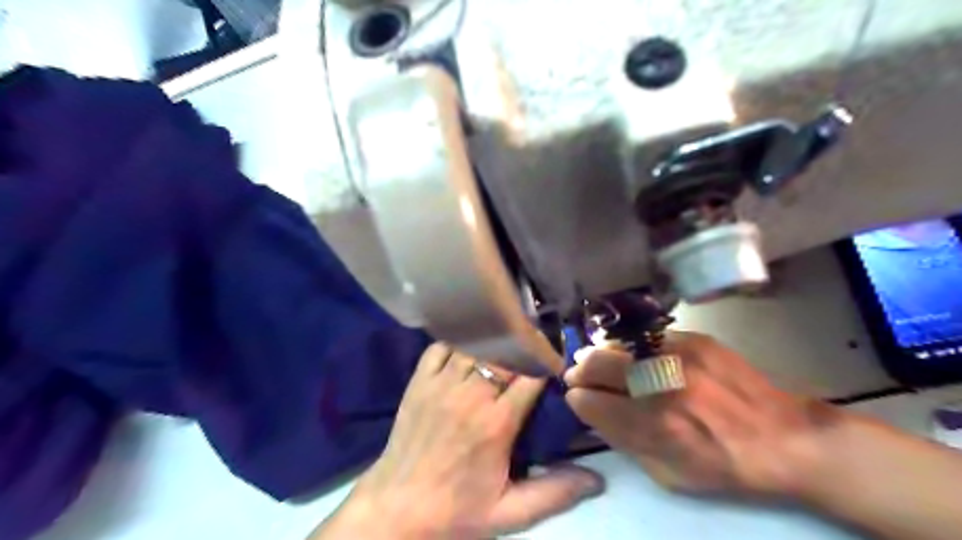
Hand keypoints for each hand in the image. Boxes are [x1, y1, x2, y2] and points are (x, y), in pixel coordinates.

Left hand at [319, 343, 599, 537]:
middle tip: (534, 349)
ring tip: (506, 344)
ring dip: (495, 342)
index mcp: (497, 422)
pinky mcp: (419, 380)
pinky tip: (469, 347)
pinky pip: (442, 345)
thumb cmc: (456, 510)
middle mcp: (471, 394)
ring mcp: (441, 383)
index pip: (531, 374)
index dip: (547, 363)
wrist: (397, 508)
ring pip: (476, 345)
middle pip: (506, 352)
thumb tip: (598, 480)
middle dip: (524, 348)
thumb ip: (555, 493)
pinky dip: (459, 341)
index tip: (554, 363)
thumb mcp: (510, 511)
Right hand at [566, 331, 843, 498]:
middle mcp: (661, 384)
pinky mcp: (695, 339)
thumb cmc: (724, 465)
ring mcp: (678, 355)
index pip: (593, 402)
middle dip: (580, 369)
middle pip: (600, 364)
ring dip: (602, 354)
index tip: (574, 396)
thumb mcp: (668, 473)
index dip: (578, 398)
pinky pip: (647, 338)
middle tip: (576, 373)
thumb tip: (592, 410)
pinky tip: (633, 355)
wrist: (784, 436)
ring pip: (620, 345)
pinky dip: (632, 348)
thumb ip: (624, 440)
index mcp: (654, 425)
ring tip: (597, 360)